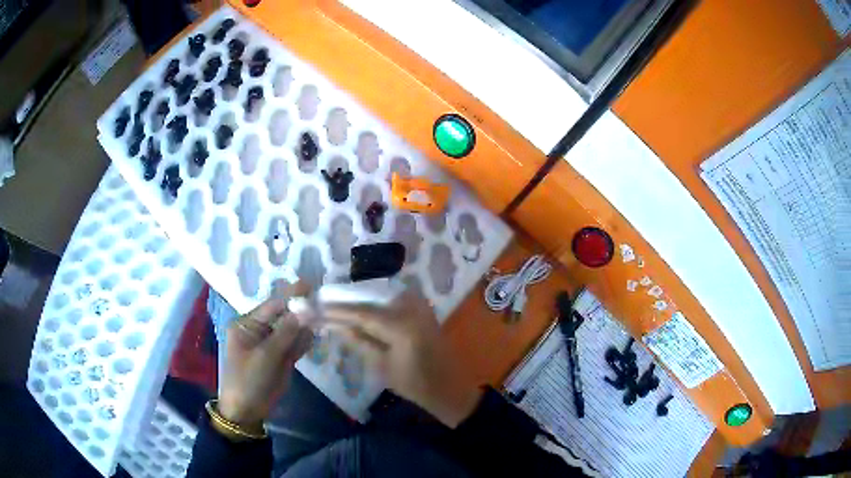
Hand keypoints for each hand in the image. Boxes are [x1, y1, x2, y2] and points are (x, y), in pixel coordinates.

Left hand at [218, 283, 313, 428]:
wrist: (246, 410)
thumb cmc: (248, 379)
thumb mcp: (265, 356)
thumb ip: (286, 332)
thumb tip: (304, 310)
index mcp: (247, 325)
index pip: (271, 305)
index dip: (290, 296)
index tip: (310, 285)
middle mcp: (259, 331)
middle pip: (283, 316)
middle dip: (301, 310)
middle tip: (322, 303)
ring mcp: (271, 345)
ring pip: (291, 330)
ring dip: (305, 325)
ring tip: (322, 317)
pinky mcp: (280, 359)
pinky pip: (294, 345)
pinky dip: (304, 341)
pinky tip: (314, 335)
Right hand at [323, 291, 482, 427]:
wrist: (450, 387)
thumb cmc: (416, 384)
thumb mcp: (383, 367)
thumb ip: (359, 342)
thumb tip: (334, 325)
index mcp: (402, 325)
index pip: (361, 313)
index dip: (337, 311)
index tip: (316, 309)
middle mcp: (411, 307)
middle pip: (370, 301)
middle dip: (346, 304)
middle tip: (322, 305)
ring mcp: (420, 306)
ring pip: (381, 298)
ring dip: (359, 302)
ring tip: (336, 308)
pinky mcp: (423, 309)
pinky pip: (392, 301)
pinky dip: (375, 305)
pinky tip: (360, 311)